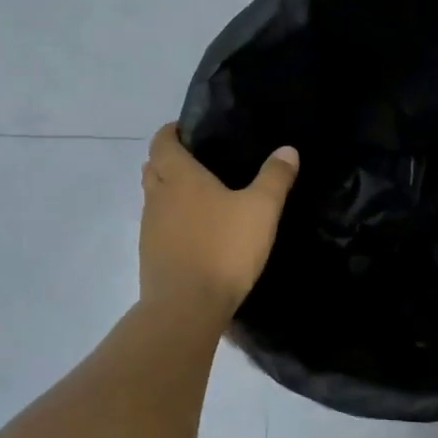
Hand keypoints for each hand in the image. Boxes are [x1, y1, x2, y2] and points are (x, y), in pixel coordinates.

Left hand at [140, 124, 298, 320]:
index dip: (172, 132)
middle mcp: (158, 197)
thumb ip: (274, 178)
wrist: (187, 307)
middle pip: (153, 168)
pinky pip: (159, 226)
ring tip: (202, 198)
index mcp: (180, 177)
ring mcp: (150, 228)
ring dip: (170, 192)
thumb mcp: (261, 210)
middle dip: (170, 160)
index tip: (188, 130)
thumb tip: (287, 150)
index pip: (162, 142)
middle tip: (200, 162)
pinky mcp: (151, 256)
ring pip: (154, 198)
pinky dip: (173, 221)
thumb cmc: (224, 248)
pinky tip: (198, 233)